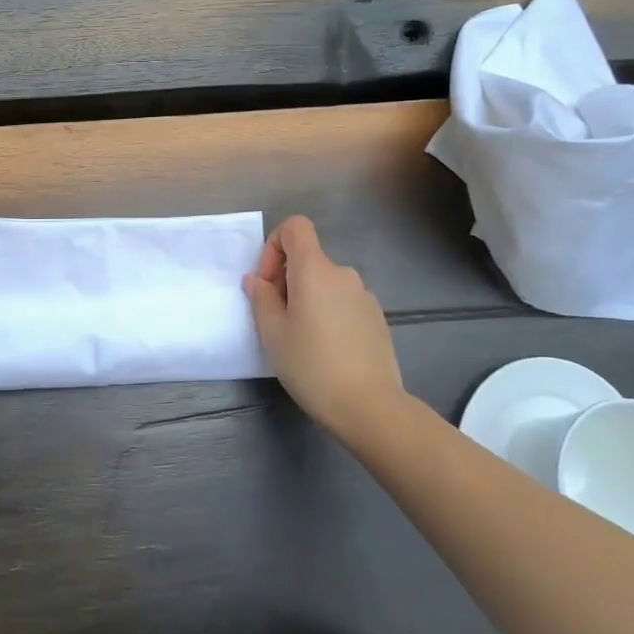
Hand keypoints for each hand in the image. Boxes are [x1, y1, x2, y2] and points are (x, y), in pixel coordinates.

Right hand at [243, 216, 405, 439]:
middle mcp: (343, 274)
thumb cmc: (312, 365)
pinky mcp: (377, 318)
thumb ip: (261, 299)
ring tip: (301, 340)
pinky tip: (327, 351)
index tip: (268, 282)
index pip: (295, 227)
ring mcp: (364, 296)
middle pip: (308, 259)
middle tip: (277, 320)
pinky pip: (343, 302)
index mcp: (315, 270)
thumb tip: (257, 280)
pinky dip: (329, 314)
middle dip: (287, 281)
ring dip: (308, 299)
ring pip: (326, 284)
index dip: (275, 245)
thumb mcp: (273, 333)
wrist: (370, 406)